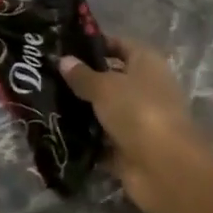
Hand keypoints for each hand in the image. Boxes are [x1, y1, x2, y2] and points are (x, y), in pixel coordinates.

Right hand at [59, 37, 212, 212]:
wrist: (164, 168)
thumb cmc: (138, 111)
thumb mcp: (105, 87)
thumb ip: (83, 75)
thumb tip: (64, 60)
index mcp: (147, 63)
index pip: (119, 44)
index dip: (95, 44)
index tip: (64, 46)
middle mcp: (146, 88)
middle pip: (112, 78)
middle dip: (84, 79)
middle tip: (49, 76)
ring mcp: (140, 121)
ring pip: (106, 111)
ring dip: (83, 111)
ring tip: (47, 102)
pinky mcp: (131, 150)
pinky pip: (104, 140)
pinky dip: (87, 140)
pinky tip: (58, 133)